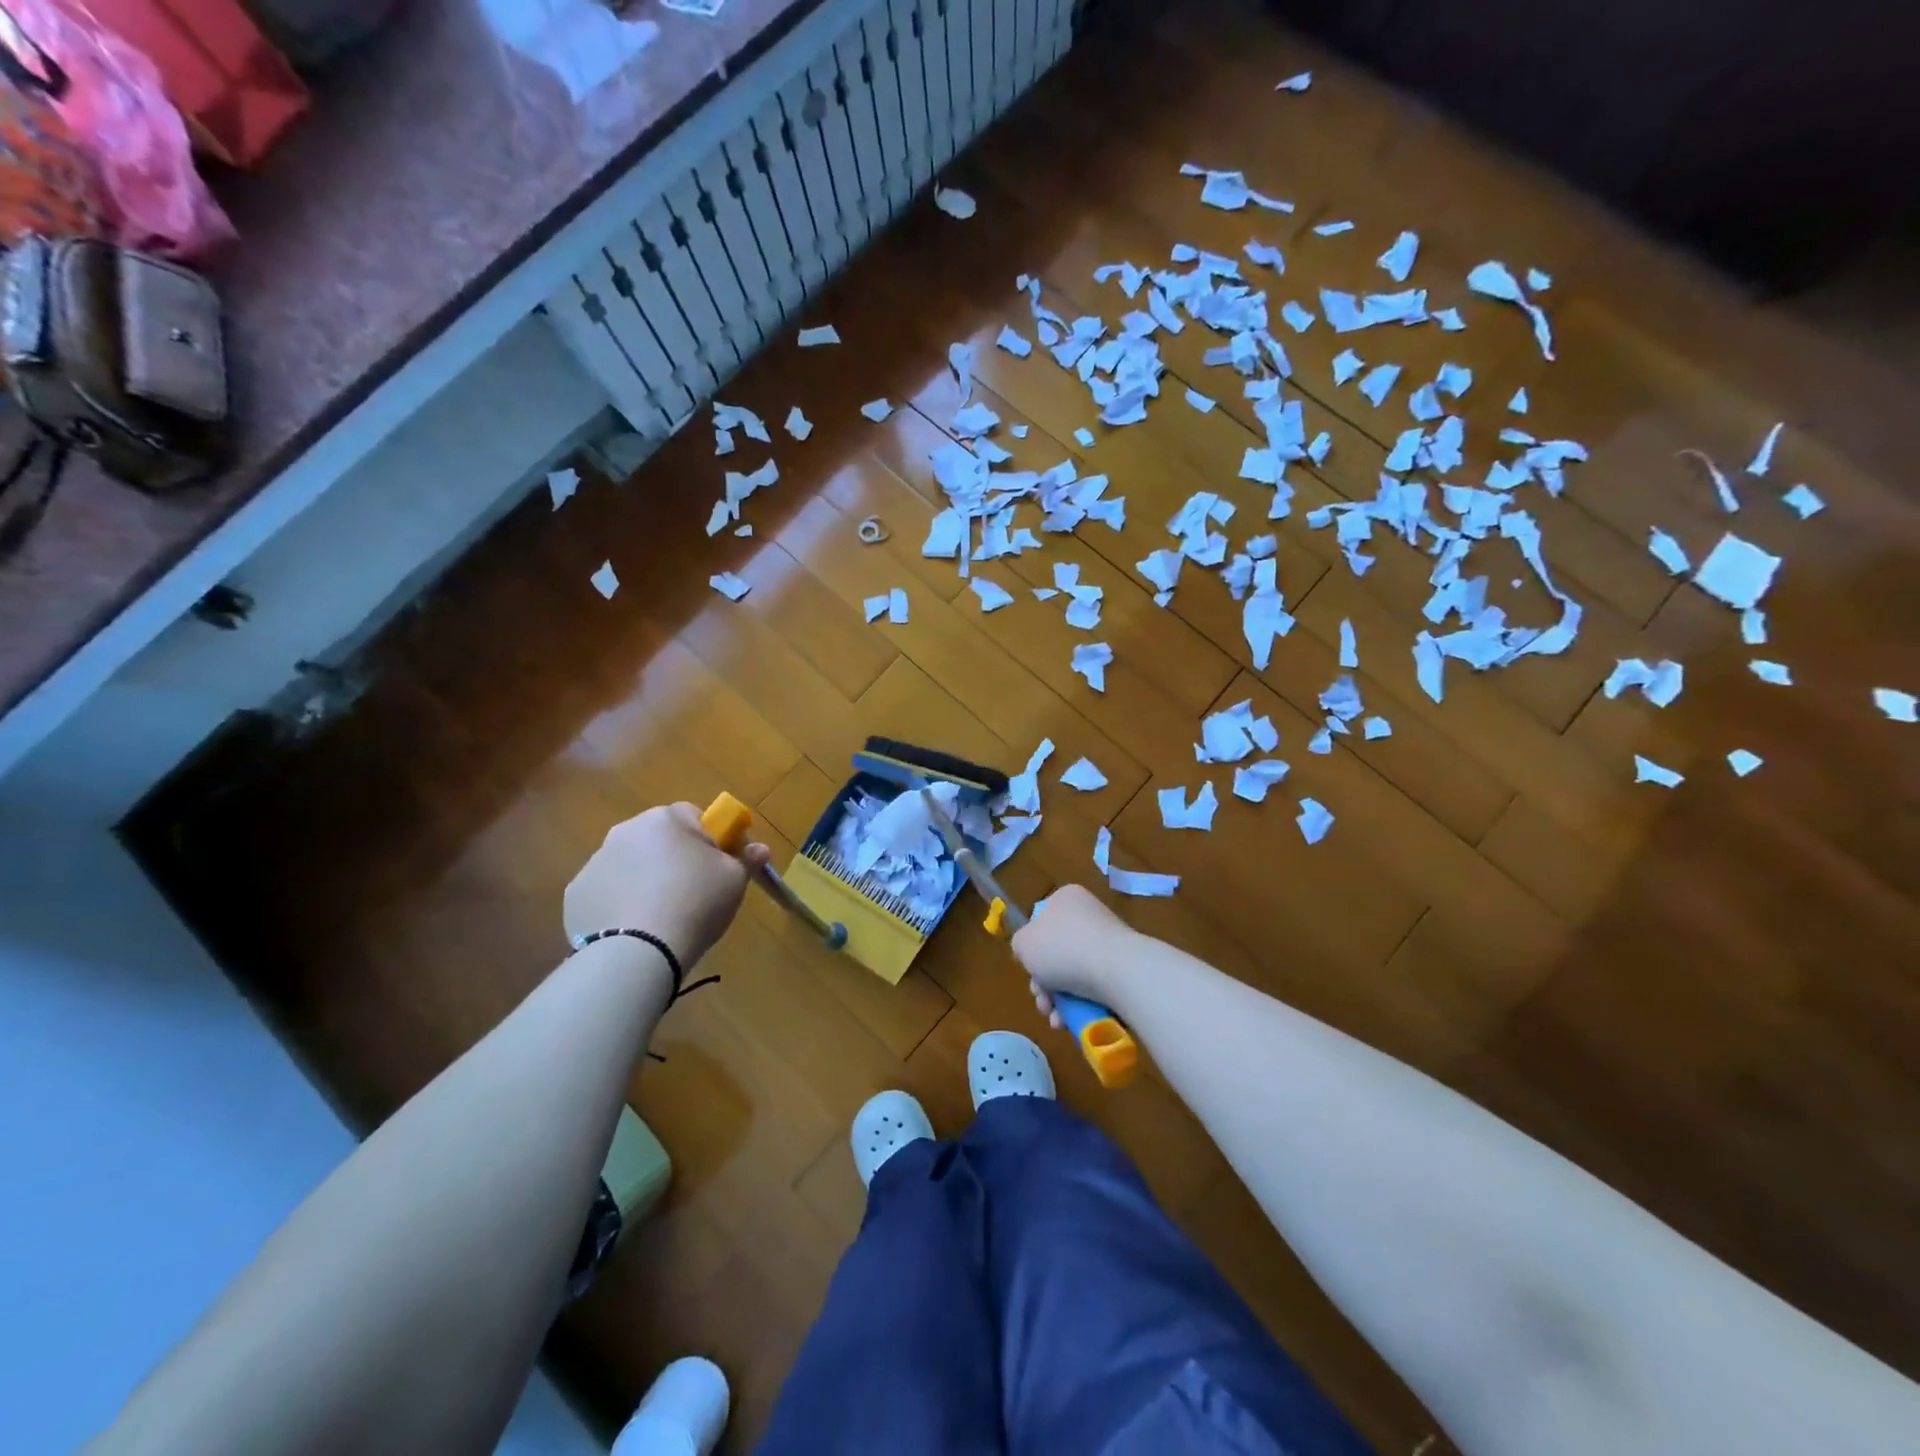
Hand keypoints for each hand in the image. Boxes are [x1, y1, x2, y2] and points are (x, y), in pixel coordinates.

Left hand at [564, 802, 770, 969]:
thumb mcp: (735, 881)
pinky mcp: (576, 893)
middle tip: (693, 892)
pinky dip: (620, 902)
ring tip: (662, 915)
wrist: (637, 951)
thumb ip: (746, 858)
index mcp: (666, 819)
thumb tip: (759, 848)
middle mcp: (626, 830)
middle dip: (674, 857)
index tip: (719, 866)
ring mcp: (595, 861)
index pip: (694, 816)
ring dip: (645, 878)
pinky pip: (607, 891)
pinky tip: (634, 928)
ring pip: (631, 864)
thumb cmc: (696, 903)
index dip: (711, 840)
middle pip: (659, 838)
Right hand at [1011, 883, 1132, 1028]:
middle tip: (1042, 1000)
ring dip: (1059, 1000)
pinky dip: (1080, 1005)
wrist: (1117, 971)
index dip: (1031, 949)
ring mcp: (1109, 942)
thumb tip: (1031, 953)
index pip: (1041, 921)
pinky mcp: (1124, 968)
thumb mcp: (1023, 943)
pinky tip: (1072, 1022)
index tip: (1028, 969)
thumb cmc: (1063, 949)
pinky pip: (1094, 987)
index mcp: (1066, 899)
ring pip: (1073, 975)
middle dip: (1044, 983)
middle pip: (1056, 953)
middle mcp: (1089, 915)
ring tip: (1056, 1019)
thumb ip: (1021, 945)